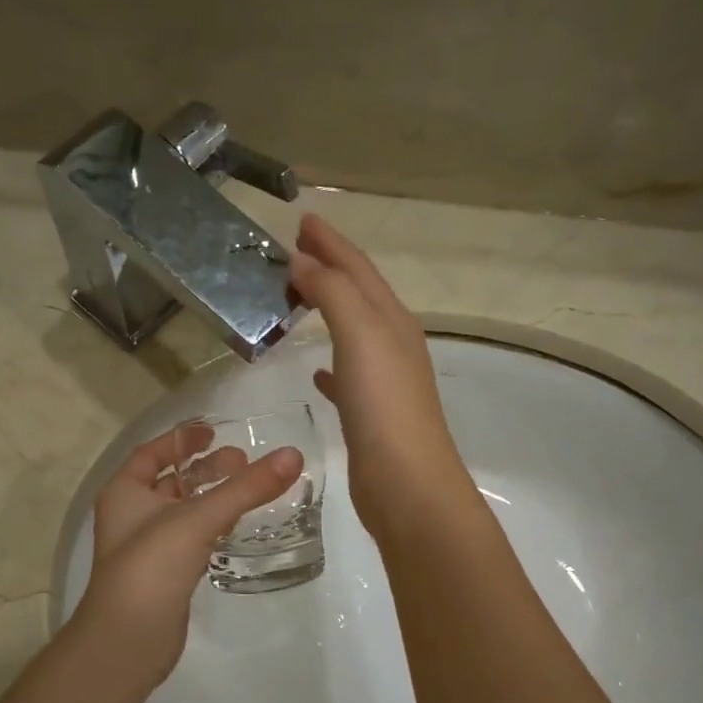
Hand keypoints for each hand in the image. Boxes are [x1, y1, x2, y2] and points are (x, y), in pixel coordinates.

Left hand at [71, 426, 303, 692]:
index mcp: (124, 492)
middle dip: (204, 469)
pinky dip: (212, 527)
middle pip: (171, 481)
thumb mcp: (199, 518)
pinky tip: (237, 527)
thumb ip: (246, 488)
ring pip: (183, 511)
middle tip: (244, 462)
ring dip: (212, 498)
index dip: (181, 440)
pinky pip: (191, 539)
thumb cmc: (153, 566)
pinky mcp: (165, 575)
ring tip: (249, 490)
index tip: (213, 431)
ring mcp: (147, 548)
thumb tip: (293, 455)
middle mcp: (131, 515)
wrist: (128, 640)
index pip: (151, 453)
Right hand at [289, 214, 472, 536]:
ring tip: (298, 298)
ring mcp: (384, 381)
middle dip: (330, 267)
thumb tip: (303, 260)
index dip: (331, 242)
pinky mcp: (370, 414)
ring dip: (328, 309)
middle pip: (358, 294)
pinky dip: (330, 365)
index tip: (302, 219)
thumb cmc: (384, 405)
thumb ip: (333, 293)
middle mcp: (393, 344)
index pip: (358, 268)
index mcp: (392, 320)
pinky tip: (316, 371)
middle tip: (296, 250)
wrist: (406, 482)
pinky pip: (346, 377)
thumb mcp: (362, 335)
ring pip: (352, 332)